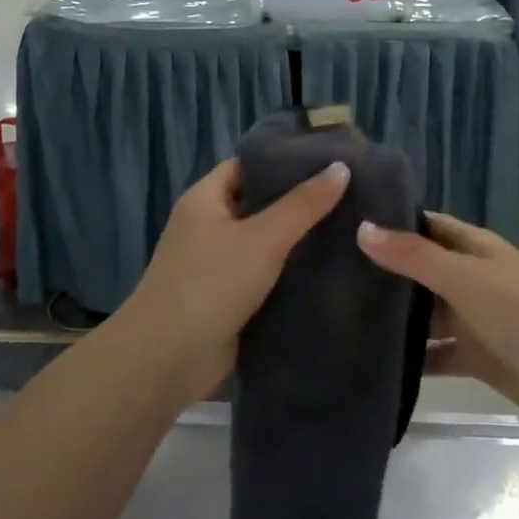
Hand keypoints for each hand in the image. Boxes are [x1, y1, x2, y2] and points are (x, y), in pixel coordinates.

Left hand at [117, 158, 350, 399]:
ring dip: (300, 239)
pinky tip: (332, 267)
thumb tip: (341, 167)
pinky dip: (293, 272)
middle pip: (260, 203)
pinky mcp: (230, 298)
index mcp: (206, 199)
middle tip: (352, 191)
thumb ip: (303, 204)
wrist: (167, 360)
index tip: (330, 158)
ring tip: (351, 225)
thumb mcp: (262, 238)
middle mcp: (210, 226)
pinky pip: (267, 275)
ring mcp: (219, 264)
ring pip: (267, 242)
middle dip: (301, 200)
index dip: (286, 159)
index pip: (249, 165)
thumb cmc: (210, 284)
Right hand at [357, 212, 518, 426]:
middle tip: (331, 273)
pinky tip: (372, 359)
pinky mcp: (473, 357)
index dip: (394, 222)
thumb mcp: (464, 277)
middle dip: (385, 272)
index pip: (426, 225)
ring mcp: (472, 319)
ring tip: (341, 317)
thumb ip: (413, 256)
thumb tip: (362, 229)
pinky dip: (411, 357)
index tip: (348, 223)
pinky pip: (434, 353)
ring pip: (425, 314)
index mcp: (473, 248)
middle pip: (421, 271)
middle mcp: (470, 278)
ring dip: (394, 317)